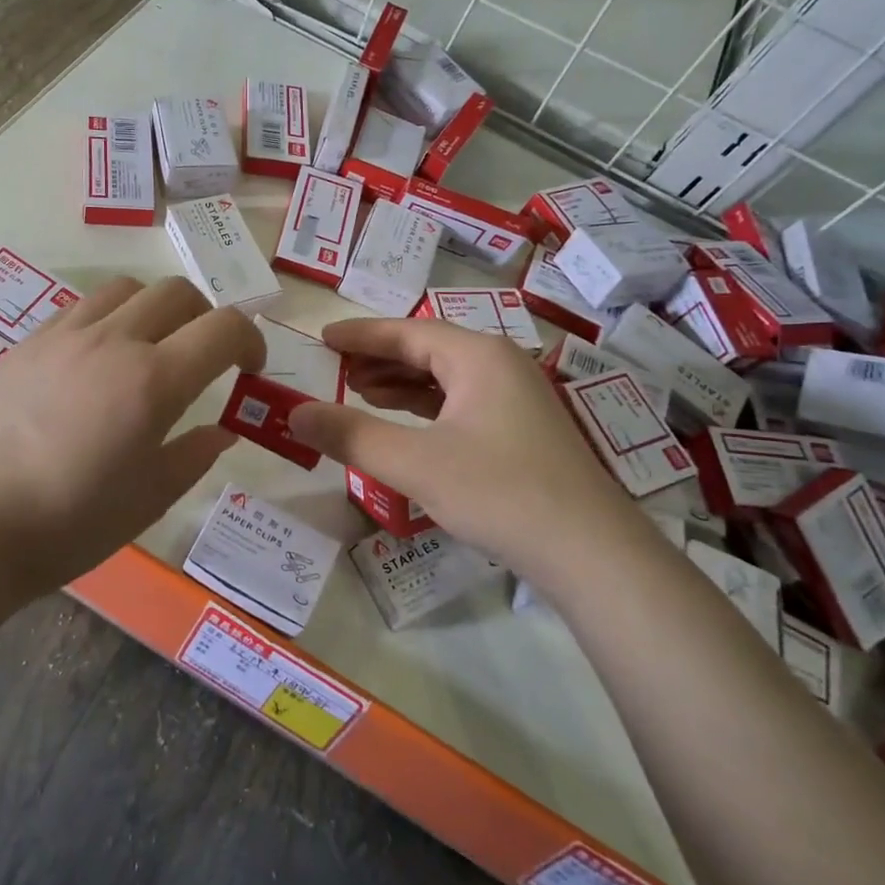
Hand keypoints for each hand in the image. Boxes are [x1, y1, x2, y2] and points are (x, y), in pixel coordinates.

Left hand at [0, 276, 264, 593]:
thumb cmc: (73, 523)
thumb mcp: (150, 498)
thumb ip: (194, 454)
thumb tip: (220, 430)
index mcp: (154, 381)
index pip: (223, 327)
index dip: (249, 339)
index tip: (247, 368)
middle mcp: (113, 341)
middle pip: (177, 292)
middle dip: (205, 317)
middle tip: (202, 356)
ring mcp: (64, 336)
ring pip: (126, 289)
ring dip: (154, 310)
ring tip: (147, 350)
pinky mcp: (26, 344)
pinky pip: (80, 309)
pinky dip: (106, 321)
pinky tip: (94, 362)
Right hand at [286, 319, 651, 589]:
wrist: (590, 552)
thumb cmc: (499, 492)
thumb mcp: (414, 463)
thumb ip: (350, 435)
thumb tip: (294, 414)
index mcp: (478, 356)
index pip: (407, 331)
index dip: (361, 334)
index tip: (323, 337)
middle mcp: (500, 366)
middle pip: (428, 349)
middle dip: (379, 358)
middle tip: (336, 368)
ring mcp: (517, 398)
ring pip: (446, 377)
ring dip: (401, 382)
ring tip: (360, 393)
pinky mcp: (522, 431)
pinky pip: (461, 402)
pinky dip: (427, 407)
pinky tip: (406, 426)